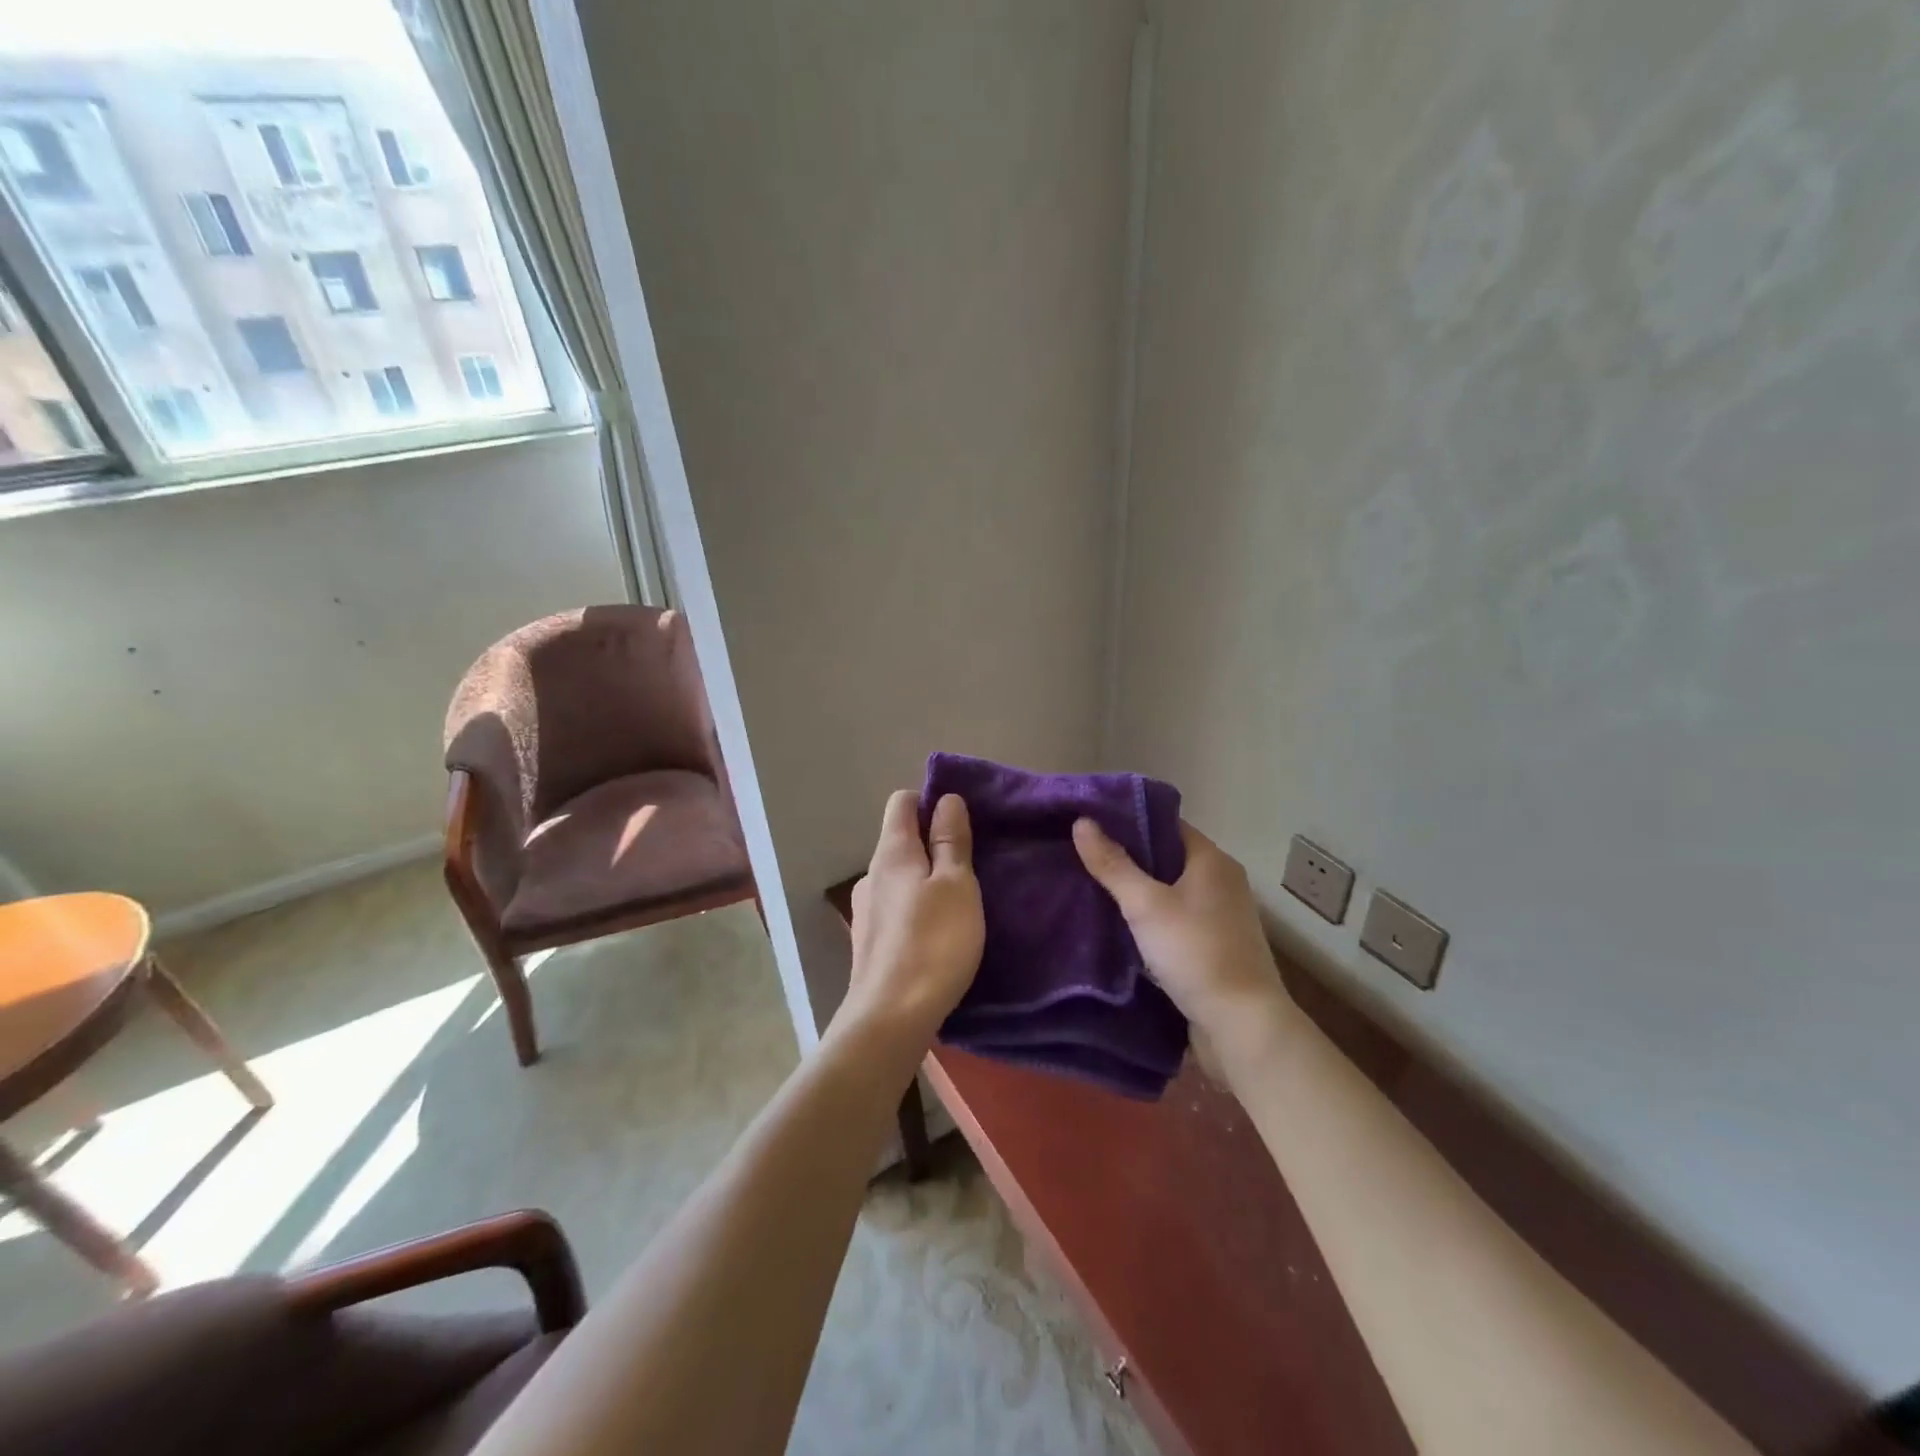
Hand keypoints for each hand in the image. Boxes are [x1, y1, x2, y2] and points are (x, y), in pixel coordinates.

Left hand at [838, 791, 984, 1053]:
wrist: (890, 1018)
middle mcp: (871, 874)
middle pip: (901, 840)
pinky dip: (917, 908)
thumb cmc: (933, 943)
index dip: (930, 800)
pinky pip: (897, 908)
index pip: (902, 801)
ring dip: (927, 879)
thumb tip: (945, 799)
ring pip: (900, 877)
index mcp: (891, 852)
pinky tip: (939, 932)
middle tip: (973, 861)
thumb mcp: (956, 885)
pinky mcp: (870, 942)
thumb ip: (951, 840)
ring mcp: (866, 910)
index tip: (962, 818)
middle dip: (934, 842)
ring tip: (961, 900)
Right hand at [1072, 818, 1298, 1079]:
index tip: (1090, 824)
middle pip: (1166, 857)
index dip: (1128, 820)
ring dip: (1137, 891)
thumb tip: (1081, 822)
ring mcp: (1221, 916)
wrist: (1242, 1026)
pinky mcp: (1215, 946)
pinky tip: (1119, 925)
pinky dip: (1150, 918)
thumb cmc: (1195, 953)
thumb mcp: (1145, 905)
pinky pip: (1175, 919)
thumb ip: (1113, 864)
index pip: (1165, 823)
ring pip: (1169, 890)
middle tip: (1082, 856)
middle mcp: (1222, 881)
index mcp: (1212, 860)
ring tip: (1091, 887)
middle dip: (1127, 857)